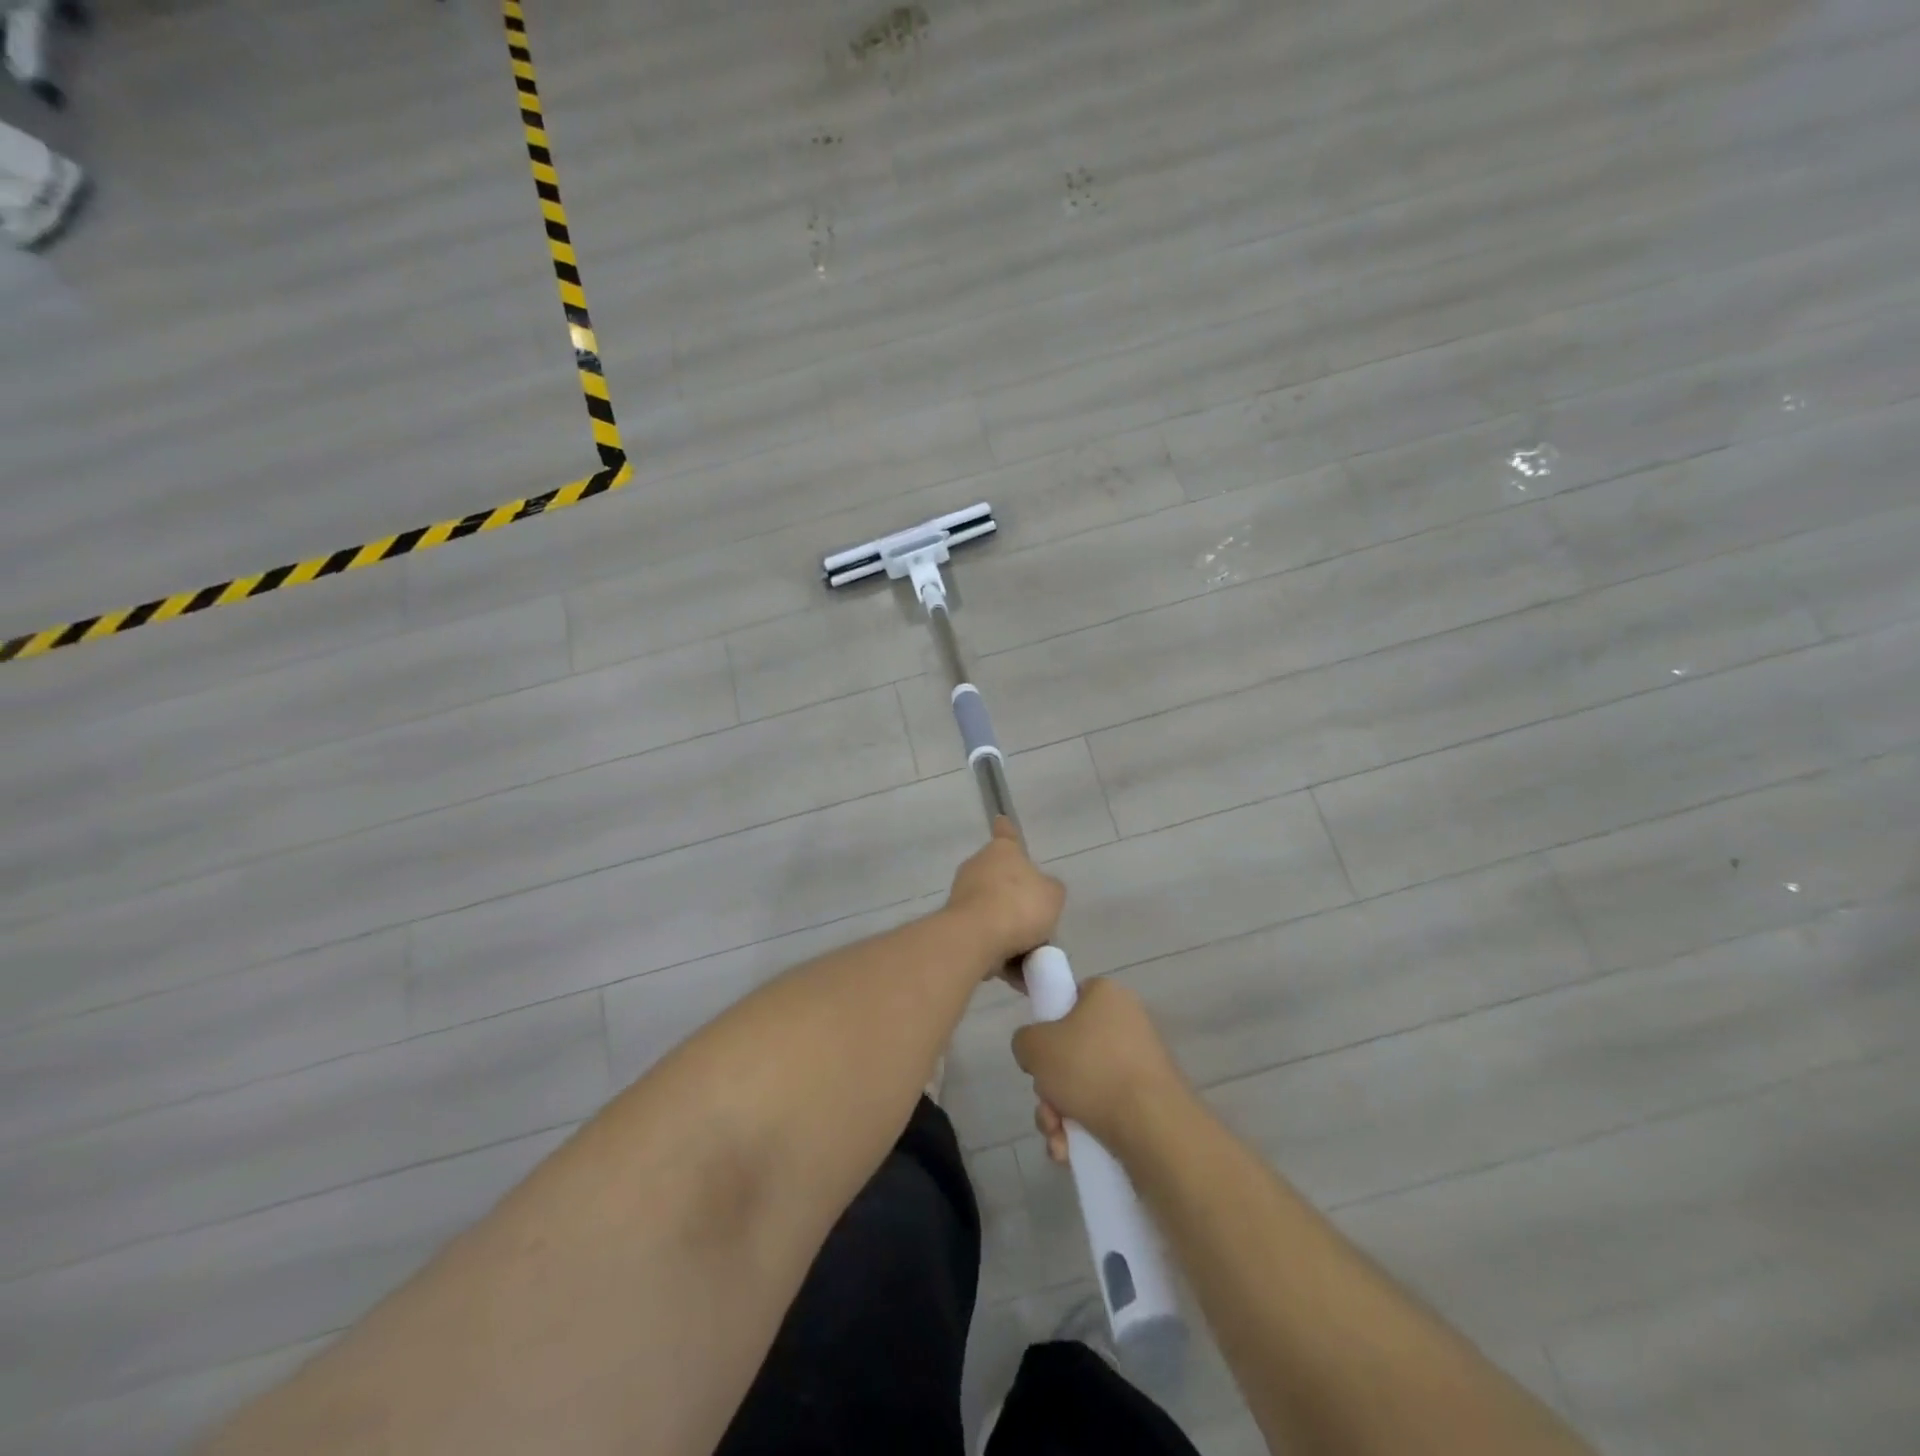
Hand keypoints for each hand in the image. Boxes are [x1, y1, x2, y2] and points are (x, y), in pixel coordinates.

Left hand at [945, 817, 1065, 974]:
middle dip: (1021, 907)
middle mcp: (978, 868)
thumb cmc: (1019, 905)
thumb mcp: (1053, 895)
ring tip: (1032, 961)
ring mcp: (963, 896)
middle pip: (1005, 884)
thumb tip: (1040, 895)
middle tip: (1041, 929)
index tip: (1001, 820)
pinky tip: (1017, 977)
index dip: (1008, 830)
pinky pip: (986, 939)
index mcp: (1002, 852)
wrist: (976, 937)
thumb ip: (1050, 891)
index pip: (1007, 835)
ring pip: (996, 916)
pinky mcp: (955, 925)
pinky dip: (1000, 956)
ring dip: (1013, 937)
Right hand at [1012, 977, 1186, 1157]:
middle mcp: (1128, 1023)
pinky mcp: (1150, 1102)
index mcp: (1106, 995)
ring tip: (1058, 1137)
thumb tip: (1036, 1054)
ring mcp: (1141, 1064)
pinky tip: (1070, 1151)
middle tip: (1046, 1104)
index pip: (1070, 999)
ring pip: (1085, 1086)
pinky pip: (1105, 1109)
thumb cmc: (1090, 1069)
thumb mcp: (1035, 1046)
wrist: (1153, 1127)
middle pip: (1072, 1051)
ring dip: (1060, 1113)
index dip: (1048, 1026)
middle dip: (1050, 1087)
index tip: (1040, 1054)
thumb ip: (1024, 1040)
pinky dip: (1084, 1129)